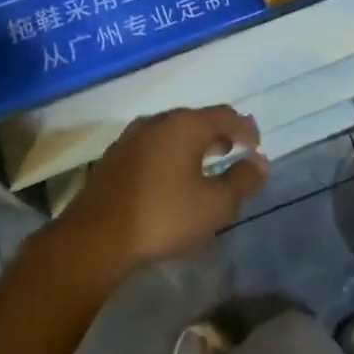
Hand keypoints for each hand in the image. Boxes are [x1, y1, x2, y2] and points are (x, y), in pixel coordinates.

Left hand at [55, 107, 266, 278]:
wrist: (94, 237)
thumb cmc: (162, 217)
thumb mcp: (214, 205)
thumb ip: (242, 181)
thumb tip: (259, 162)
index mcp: (186, 125)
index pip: (226, 115)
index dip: (246, 129)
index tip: (256, 147)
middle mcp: (158, 120)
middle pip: (198, 119)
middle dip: (219, 133)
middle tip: (233, 152)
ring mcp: (132, 136)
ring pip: (173, 130)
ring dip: (193, 143)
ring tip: (204, 163)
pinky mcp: (115, 155)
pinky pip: (153, 144)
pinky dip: (170, 152)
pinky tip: (170, 175)